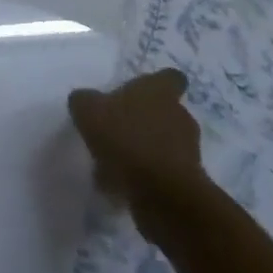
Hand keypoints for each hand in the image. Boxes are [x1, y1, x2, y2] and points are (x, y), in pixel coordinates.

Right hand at [68, 68, 205, 237]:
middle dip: (145, 119)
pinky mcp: (187, 182)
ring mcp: (188, 150)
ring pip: (162, 143)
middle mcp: (179, 116)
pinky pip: (161, 172)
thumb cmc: (127, 139)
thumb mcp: (88, 110)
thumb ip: (85, 100)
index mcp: (160, 91)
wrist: (162, 194)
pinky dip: (144, 177)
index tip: (139, 92)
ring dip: (143, 149)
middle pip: (165, 111)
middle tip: (117, 128)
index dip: (157, 83)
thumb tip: (85, 100)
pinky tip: (120, 185)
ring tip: (114, 162)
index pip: (170, 77)